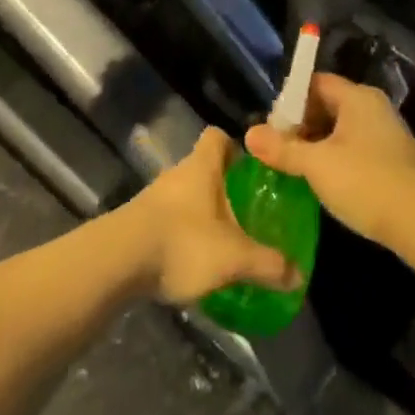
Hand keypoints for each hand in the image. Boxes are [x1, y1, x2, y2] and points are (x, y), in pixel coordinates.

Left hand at [121, 128, 303, 304]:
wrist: (115, 263)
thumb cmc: (182, 243)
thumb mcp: (234, 258)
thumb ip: (268, 265)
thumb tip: (299, 276)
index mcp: (201, 167)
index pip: (217, 137)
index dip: (235, 148)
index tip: (252, 169)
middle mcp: (176, 175)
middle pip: (203, 169)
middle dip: (223, 188)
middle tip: (246, 213)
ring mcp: (153, 199)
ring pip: (185, 197)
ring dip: (201, 214)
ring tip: (222, 243)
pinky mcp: (137, 224)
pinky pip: (168, 221)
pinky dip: (181, 235)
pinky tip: (192, 262)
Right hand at [245, 73, 414, 247]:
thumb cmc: (367, 182)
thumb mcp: (317, 165)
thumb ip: (283, 148)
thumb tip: (249, 133)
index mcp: (357, 97)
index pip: (316, 82)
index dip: (290, 99)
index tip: (269, 125)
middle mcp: (373, 109)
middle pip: (327, 105)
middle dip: (299, 126)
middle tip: (275, 150)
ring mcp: (385, 135)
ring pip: (340, 131)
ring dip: (315, 146)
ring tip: (291, 169)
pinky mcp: (391, 161)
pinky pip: (354, 150)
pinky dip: (334, 160)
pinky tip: (321, 184)